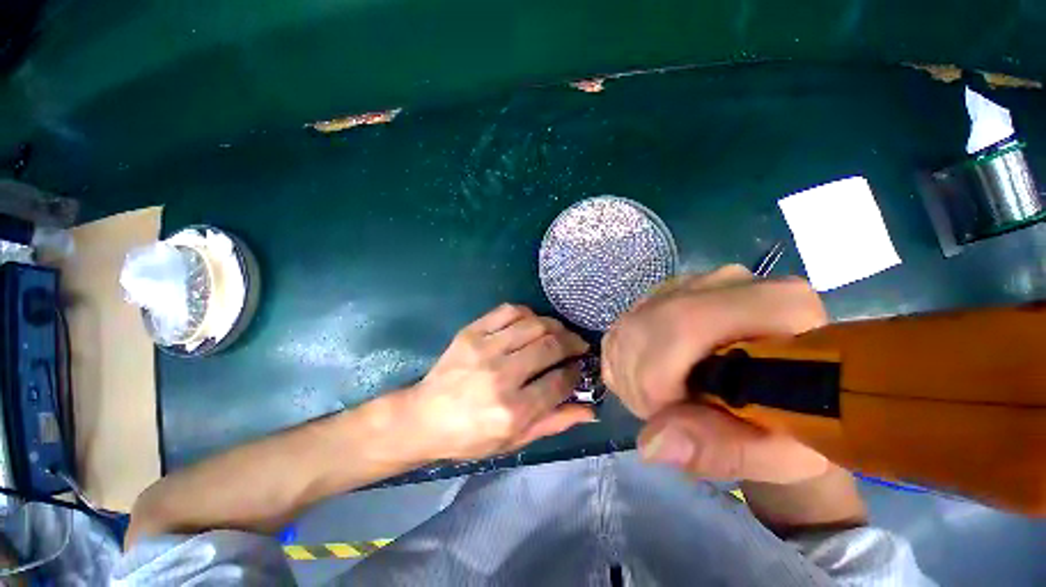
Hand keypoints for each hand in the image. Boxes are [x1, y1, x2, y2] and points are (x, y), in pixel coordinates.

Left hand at [407, 304, 593, 460]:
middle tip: (577, 345)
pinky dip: (528, 314)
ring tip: (559, 333)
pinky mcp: (471, 332)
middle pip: (550, 347)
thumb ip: (554, 423)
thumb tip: (591, 410)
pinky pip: (509, 311)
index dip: (576, 372)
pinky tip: (532, 323)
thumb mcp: (514, 441)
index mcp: (512, 411)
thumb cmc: (470, 436)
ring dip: (555, 326)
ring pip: (534, 325)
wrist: (423, 417)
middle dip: (572, 343)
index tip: (579, 368)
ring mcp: (484, 349)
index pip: (560, 382)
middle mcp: (501, 376)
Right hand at [602, 265, 830, 482]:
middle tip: (662, 414)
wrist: (786, 390)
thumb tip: (649, 444)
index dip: (657, 377)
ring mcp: (693, 282)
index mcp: (779, 306)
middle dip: (637, 379)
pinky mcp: (667, 292)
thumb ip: (719, 449)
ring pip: (629, 324)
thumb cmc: (795, 425)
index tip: (666, 418)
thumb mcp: (774, 452)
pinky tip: (648, 379)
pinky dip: (624, 360)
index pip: (684, 325)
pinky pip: (623, 324)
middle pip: (647, 323)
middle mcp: (730, 280)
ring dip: (629, 372)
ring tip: (661, 400)